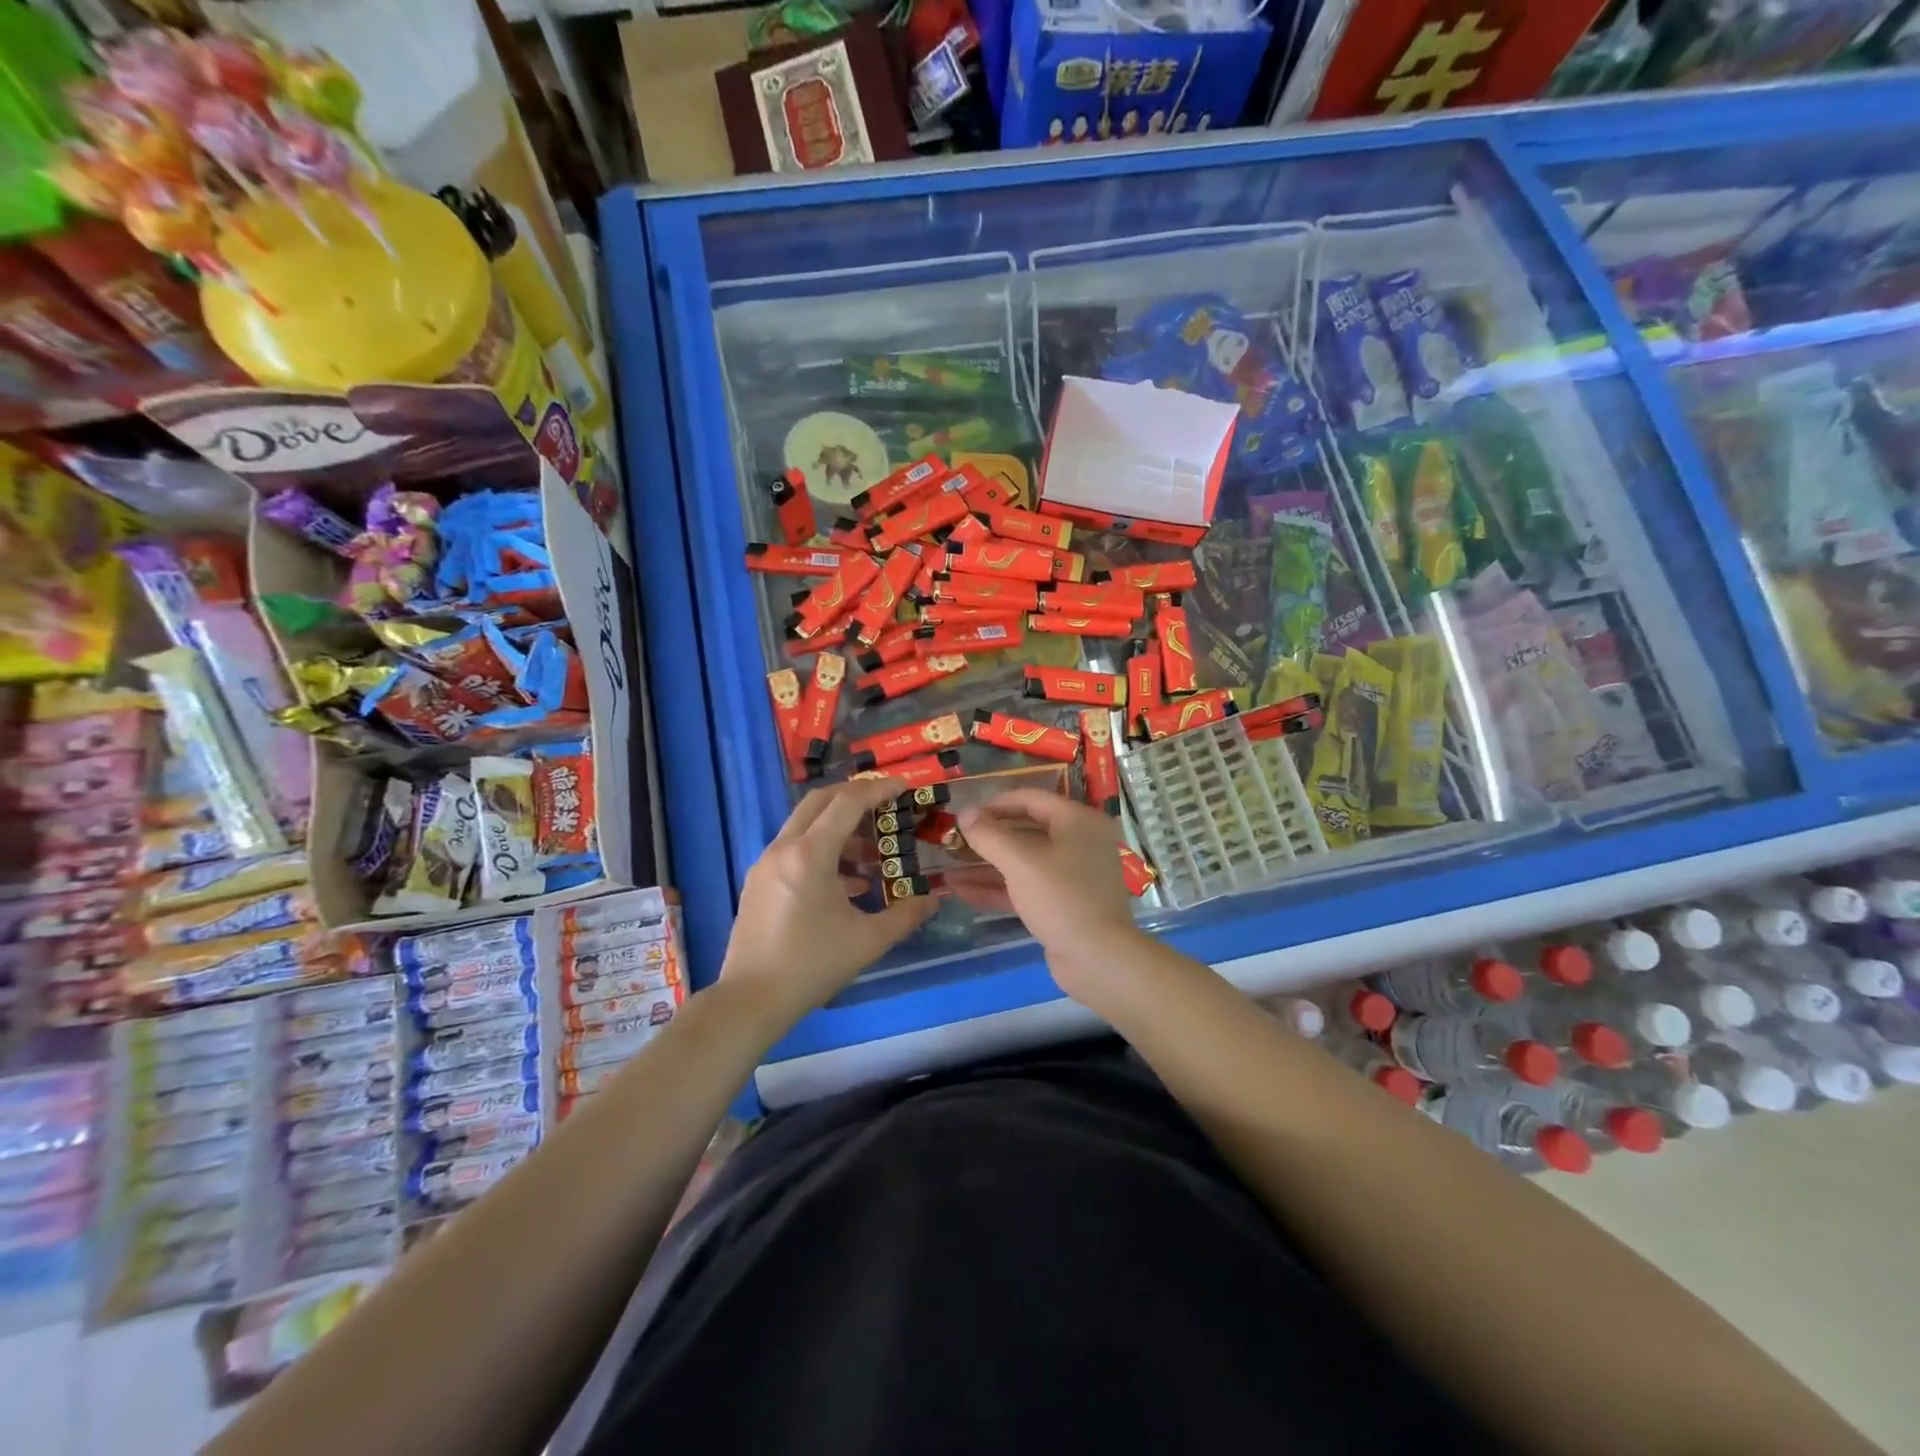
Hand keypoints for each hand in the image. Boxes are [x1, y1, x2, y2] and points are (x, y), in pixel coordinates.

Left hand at [720, 778, 936, 1028]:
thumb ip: (905, 915)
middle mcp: (783, 849)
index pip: (848, 803)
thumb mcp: (868, 941)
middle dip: (855, 796)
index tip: (904, 786)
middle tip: (886, 804)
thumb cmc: (811, 966)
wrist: (750, 1001)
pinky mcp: (758, 882)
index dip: (879, 790)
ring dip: (839, 826)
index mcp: (810, 855)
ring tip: (871, 852)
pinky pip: (794, 848)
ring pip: (805, 825)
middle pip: (820, 801)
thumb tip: (934, 899)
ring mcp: (765, 864)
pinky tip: (846, 882)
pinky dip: (822, 849)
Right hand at [951, 790, 1142, 995]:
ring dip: (986, 866)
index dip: (994, 804)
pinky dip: (997, 888)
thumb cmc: (1061, 898)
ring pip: (1022, 862)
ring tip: (948, 868)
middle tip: (952, 842)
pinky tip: (962, 892)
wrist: (1098, 959)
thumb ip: (989, 835)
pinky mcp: (1062, 903)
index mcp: (1077, 821)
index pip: (1030, 799)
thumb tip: (964, 813)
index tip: (963, 814)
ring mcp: (1071, 875)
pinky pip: (1025, 887)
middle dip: (986, 838)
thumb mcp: (1020, 862)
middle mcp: (1078, 842)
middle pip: (1025, 830)